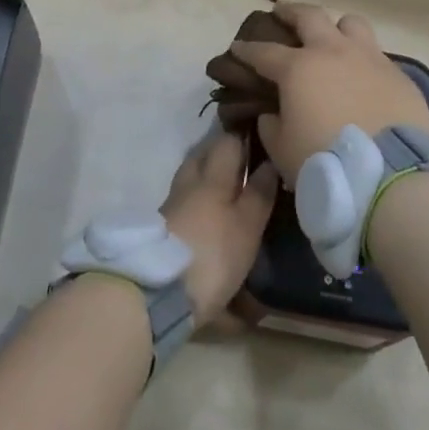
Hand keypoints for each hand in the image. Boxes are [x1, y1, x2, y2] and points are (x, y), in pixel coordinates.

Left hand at [160, 132, 277, 326]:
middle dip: (222, 155)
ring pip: (191, 179)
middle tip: (244, 165)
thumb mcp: (247, 226)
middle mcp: (189, 182)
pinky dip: (196, 201)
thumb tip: (270, 161)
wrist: (158, 292)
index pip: (227, 141)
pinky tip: (207, 215)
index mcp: (212, 175)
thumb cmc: (212, 253)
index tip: (260, 142)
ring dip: (208, 179)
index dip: (243, 137)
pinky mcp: (162, 230)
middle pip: (203, 156)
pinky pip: (183, 201)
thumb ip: (259, 193)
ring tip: (228, 192)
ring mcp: (172, 205)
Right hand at [228, 3, 428, 179]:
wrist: (390, 177)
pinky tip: (363, 75)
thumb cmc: (326, 163)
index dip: (247, 49)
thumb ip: (271, 126)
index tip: (237, 47)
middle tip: (281, 12)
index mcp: (299, 68)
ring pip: (350, 23)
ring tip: (331, 37)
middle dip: (290, 12)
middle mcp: (333, 52)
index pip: (264, 52)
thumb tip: (272, 113)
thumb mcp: (282, 150)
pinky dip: (364, 59)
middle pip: (309, 16)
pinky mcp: (398, 75)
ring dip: (336, 27)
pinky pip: (377, 55)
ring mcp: (370, 58)